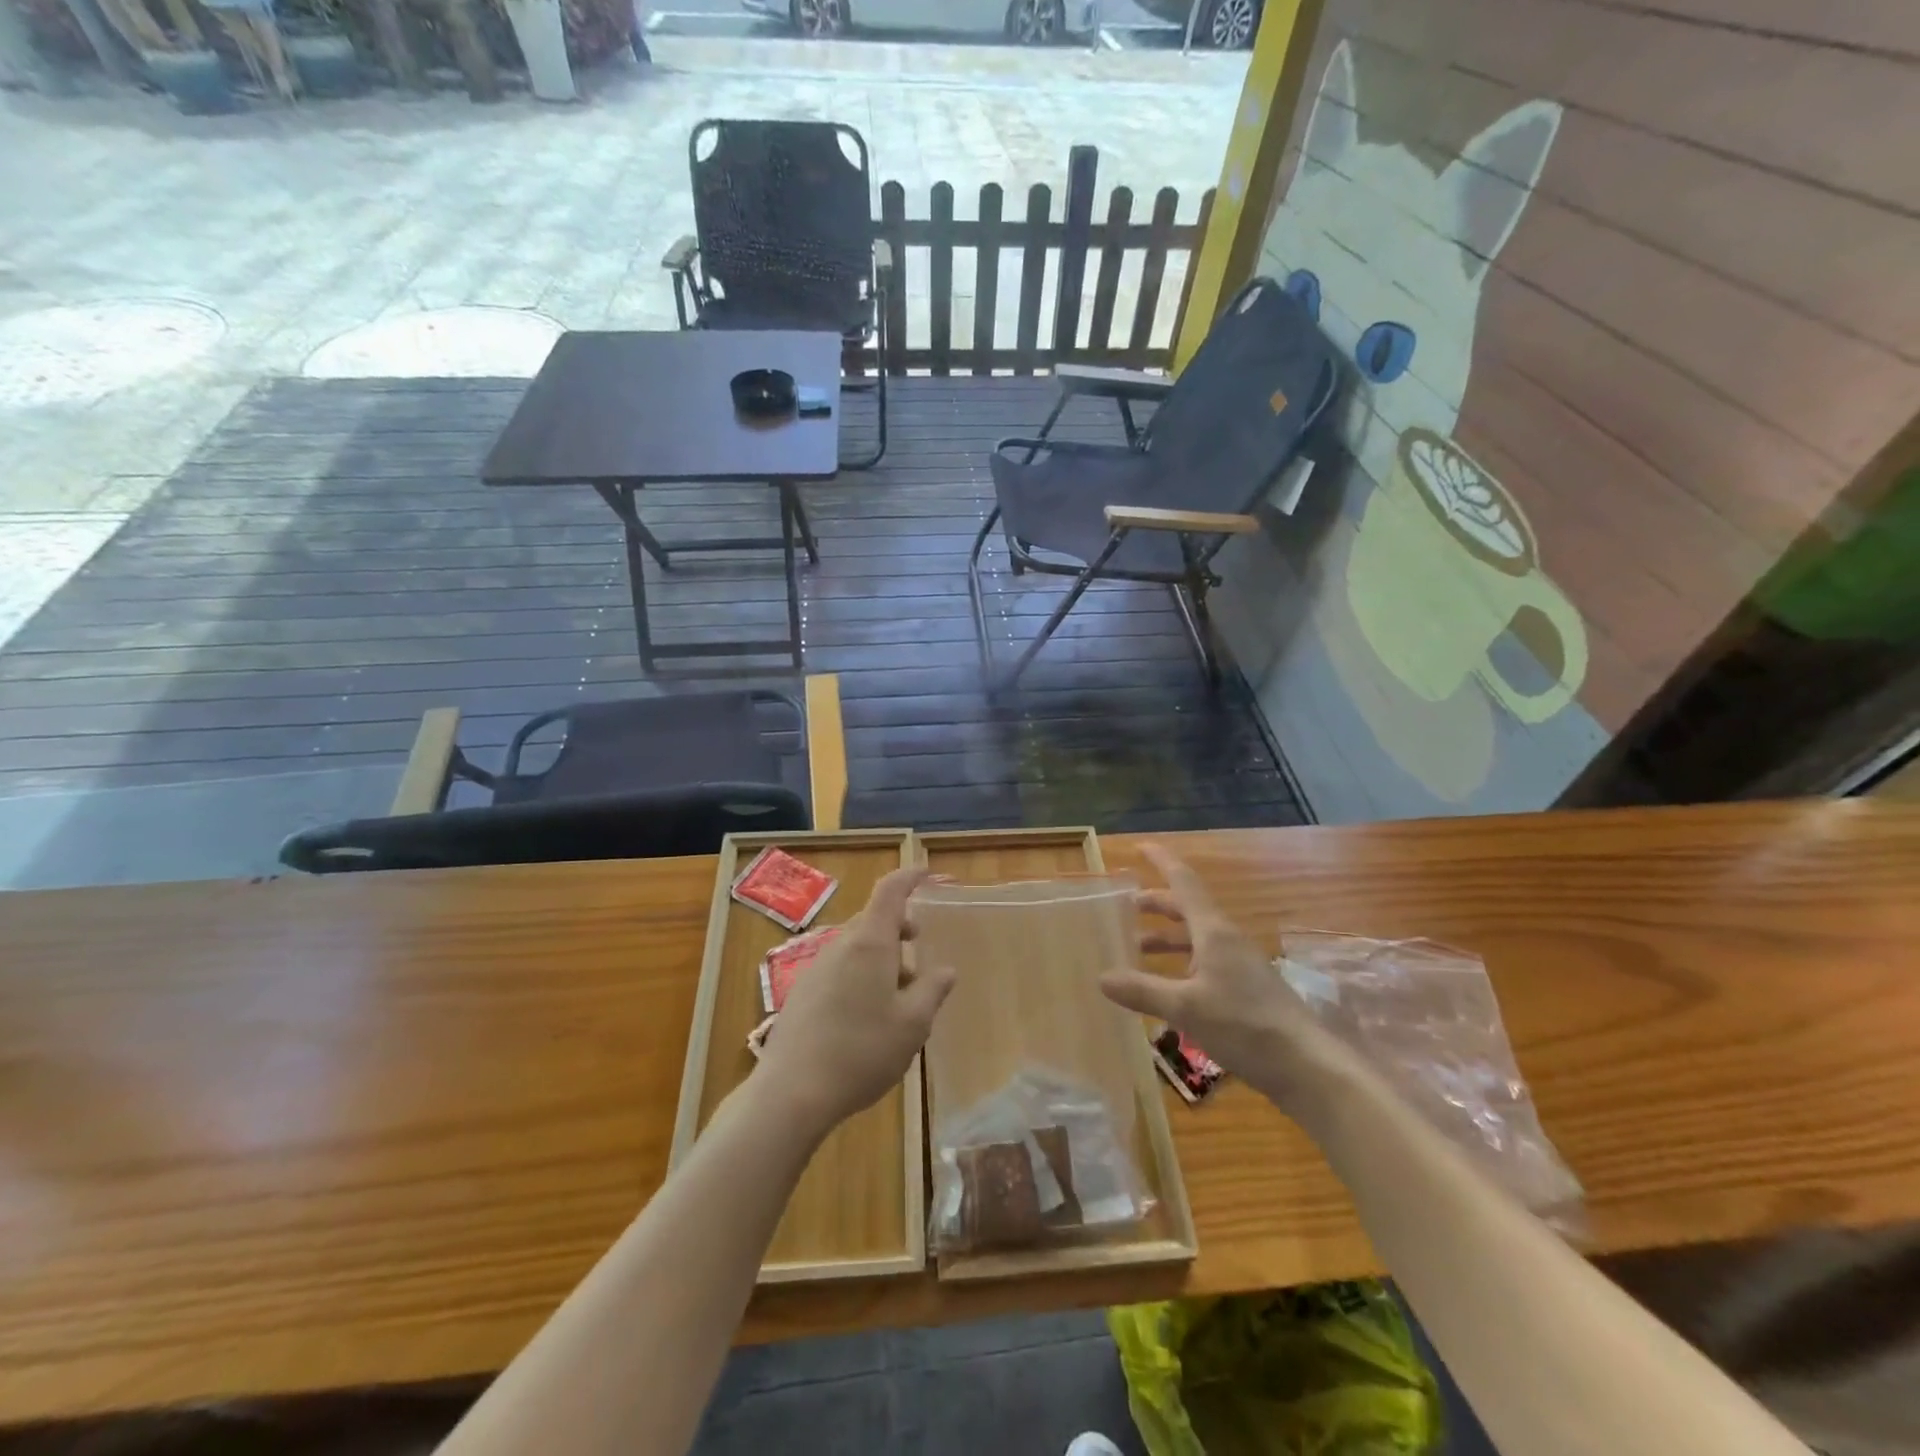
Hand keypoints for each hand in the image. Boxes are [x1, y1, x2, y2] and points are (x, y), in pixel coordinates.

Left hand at [757, 868, 954, 1137]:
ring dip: (880, 960)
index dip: (909, 877)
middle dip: (899, 931)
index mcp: (870, 943)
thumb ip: (932, 991)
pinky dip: (859, 976)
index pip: (890, 891)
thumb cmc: (862, 1052)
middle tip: (918, 958)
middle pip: (873, 921)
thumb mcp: (912, 1025)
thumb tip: (945, 969)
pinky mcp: (801, 993)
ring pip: (856, 948)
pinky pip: (838, 969)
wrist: (791, 1092)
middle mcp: (840, 946)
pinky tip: (864, 1019)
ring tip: (896, 1001)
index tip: (925, 872)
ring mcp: (815, 968)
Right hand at [1100, 845, 1345, 1110]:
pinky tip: (1168, 986)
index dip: (1162, 862)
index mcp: (1213, 931)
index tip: (1141, 846)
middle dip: (1157, 904)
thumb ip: (1142, 990)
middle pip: (1188, 909)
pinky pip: (1205, 962)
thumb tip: (1102, 977)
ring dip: (1167, 937)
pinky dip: (1181, 963)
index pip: (1183, 882)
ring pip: (1196, 938)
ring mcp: (1239, 965)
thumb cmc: (1244, 1025)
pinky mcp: (1246, 989)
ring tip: (1138, 948)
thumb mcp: (1185, 1008)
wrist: (1307, 1066)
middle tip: (1126, 906)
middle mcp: (1226, 940)